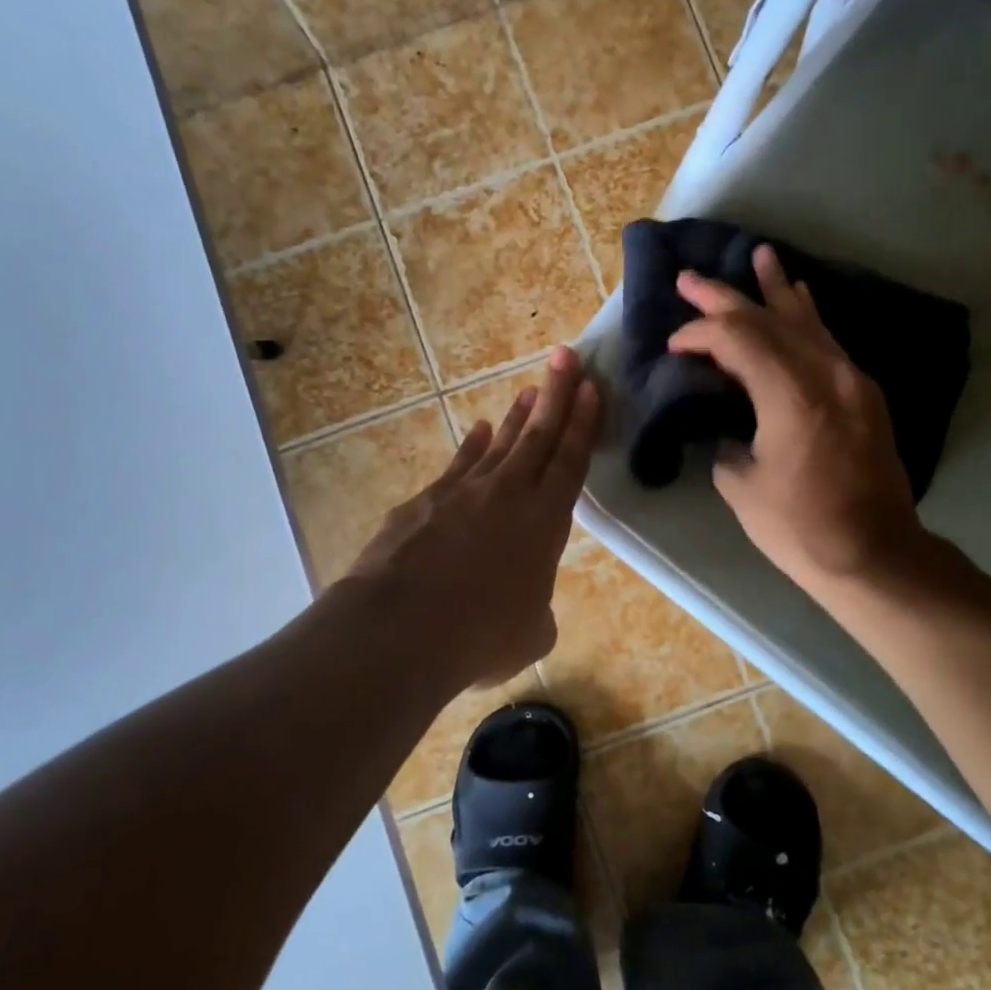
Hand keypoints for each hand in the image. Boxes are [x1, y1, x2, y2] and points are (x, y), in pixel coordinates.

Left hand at [344, 346, 599, 693]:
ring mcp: (461, 493)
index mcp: (544, 522)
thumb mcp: (529, 633)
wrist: (401, 628)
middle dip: (555, 394)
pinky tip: (477, 431)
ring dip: (516, 417)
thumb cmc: (481, 634)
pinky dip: (471, 447)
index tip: (589, 386)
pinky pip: (457, 466)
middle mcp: (506, 495)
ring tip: (529, 391)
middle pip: (538, 436)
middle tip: (566, 356)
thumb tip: (525, 610)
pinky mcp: (423, 502)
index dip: (582, 423)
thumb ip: (535, 612)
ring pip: (498, 445)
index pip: (570, 461)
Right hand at [667, 245, 927, 594]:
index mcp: (790, 395)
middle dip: (725, 297)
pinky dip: (807, 316)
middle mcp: (825, 373)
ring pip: (806, 320)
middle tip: (690, 278)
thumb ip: (729, 440)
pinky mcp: (863, 393)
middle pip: (769, 319)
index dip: (699, 333)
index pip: (737, 339)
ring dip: (776, 289)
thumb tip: (730, 424)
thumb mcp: (742, 485)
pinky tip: (800, 297)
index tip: (674, 345)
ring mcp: (851, 379)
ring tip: (760, 255)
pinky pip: (828, 341)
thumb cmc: (800, 527)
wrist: (874, 554)